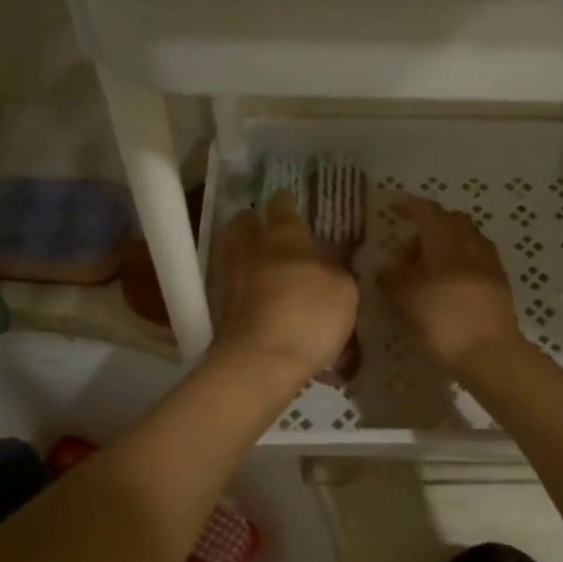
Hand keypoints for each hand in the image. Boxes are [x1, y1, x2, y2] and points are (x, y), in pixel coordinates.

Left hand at [211, 193, 358, 382]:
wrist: (259, 362)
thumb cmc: (308, 316)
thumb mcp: (344, 291)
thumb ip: (336, 271)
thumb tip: (328, 265)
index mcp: (284, 238)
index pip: (282, 208)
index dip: (286, 202)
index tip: (288, 199)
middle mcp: (250, 250)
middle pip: (242, 223)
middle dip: (252, 221)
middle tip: (265, 228)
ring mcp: (229, 278)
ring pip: (230, 251)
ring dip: (242, 250)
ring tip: (258, 261)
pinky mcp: (218, 309)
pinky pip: (229, 283)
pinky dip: (238, 283)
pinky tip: (252, 293)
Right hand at [378, 196, 523, 376]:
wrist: (490, 352)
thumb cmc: (441, 318)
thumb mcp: (403, 298)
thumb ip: (390, 279)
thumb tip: (385, 270)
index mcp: (445, 237)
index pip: (425, 210)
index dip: (407, 206)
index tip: (391, 207)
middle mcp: (471, 241)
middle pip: (448, 222)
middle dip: (426, 229)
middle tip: (406, 251)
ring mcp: (489, 261)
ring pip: (463, 241)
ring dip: (442, 248)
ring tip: (424, 273)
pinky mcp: (499, 283)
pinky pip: (473, 261)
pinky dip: (456, 264)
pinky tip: (445, 287)